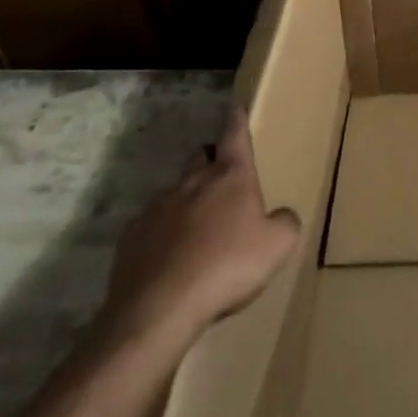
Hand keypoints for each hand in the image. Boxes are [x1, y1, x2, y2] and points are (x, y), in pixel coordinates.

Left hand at [97, 107, 300, 359]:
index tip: (235, 107)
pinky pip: (152, 224)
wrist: (158, 309)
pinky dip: (164, 232)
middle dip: (211, 161)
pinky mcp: (132, 237)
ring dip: (188, 200)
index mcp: (230, 176)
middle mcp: (193, 181)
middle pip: (201, 157)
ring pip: (176, 191)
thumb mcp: (277, 246)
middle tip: (223, 180)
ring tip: (199, 229)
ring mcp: (158, 207)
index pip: (235, 135)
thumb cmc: (227, 267)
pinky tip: (171, 258)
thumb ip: (285, 222)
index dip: (237, 120)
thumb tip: (281, 215)